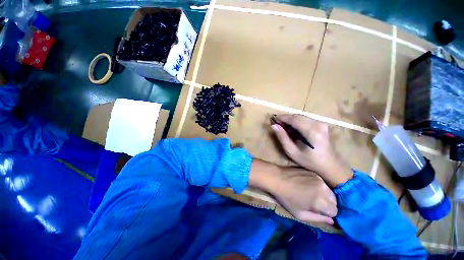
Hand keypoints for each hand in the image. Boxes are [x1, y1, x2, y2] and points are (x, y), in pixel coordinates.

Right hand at [271, 114, 352, 186]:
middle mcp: (318, 124)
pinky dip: (297, 122)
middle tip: (277, 124)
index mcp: (312, 131)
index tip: (273, 119)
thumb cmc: (310, 161)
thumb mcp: (292, 152)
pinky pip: (306, 119)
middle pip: (297, 116)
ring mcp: (321, 124)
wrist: (331, 166)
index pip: (293, 119)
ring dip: (291, 120)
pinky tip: (292, 128)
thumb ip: (282, 137)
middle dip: (286, 118)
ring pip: (301, 117)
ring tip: (283, 126)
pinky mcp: (322, 125)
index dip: (282, 118)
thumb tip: (274, 126)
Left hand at [272, 167, 336, 223]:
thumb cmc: (286, 198)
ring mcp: (319, 179)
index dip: (327, 213)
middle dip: (328, 205)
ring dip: (324, 195)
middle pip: (334, 201)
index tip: (318, 211)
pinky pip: (322, 183)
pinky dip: (319, 187)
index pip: (335, 211)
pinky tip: (308, 186)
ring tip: (311, 194)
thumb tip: (331, 220)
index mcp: (321, 201)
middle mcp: (324, 189)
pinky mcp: (314, 173)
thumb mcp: (300, 214)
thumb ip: (318, 218)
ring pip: (329, 191)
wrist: (277, 178)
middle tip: (315, 204)